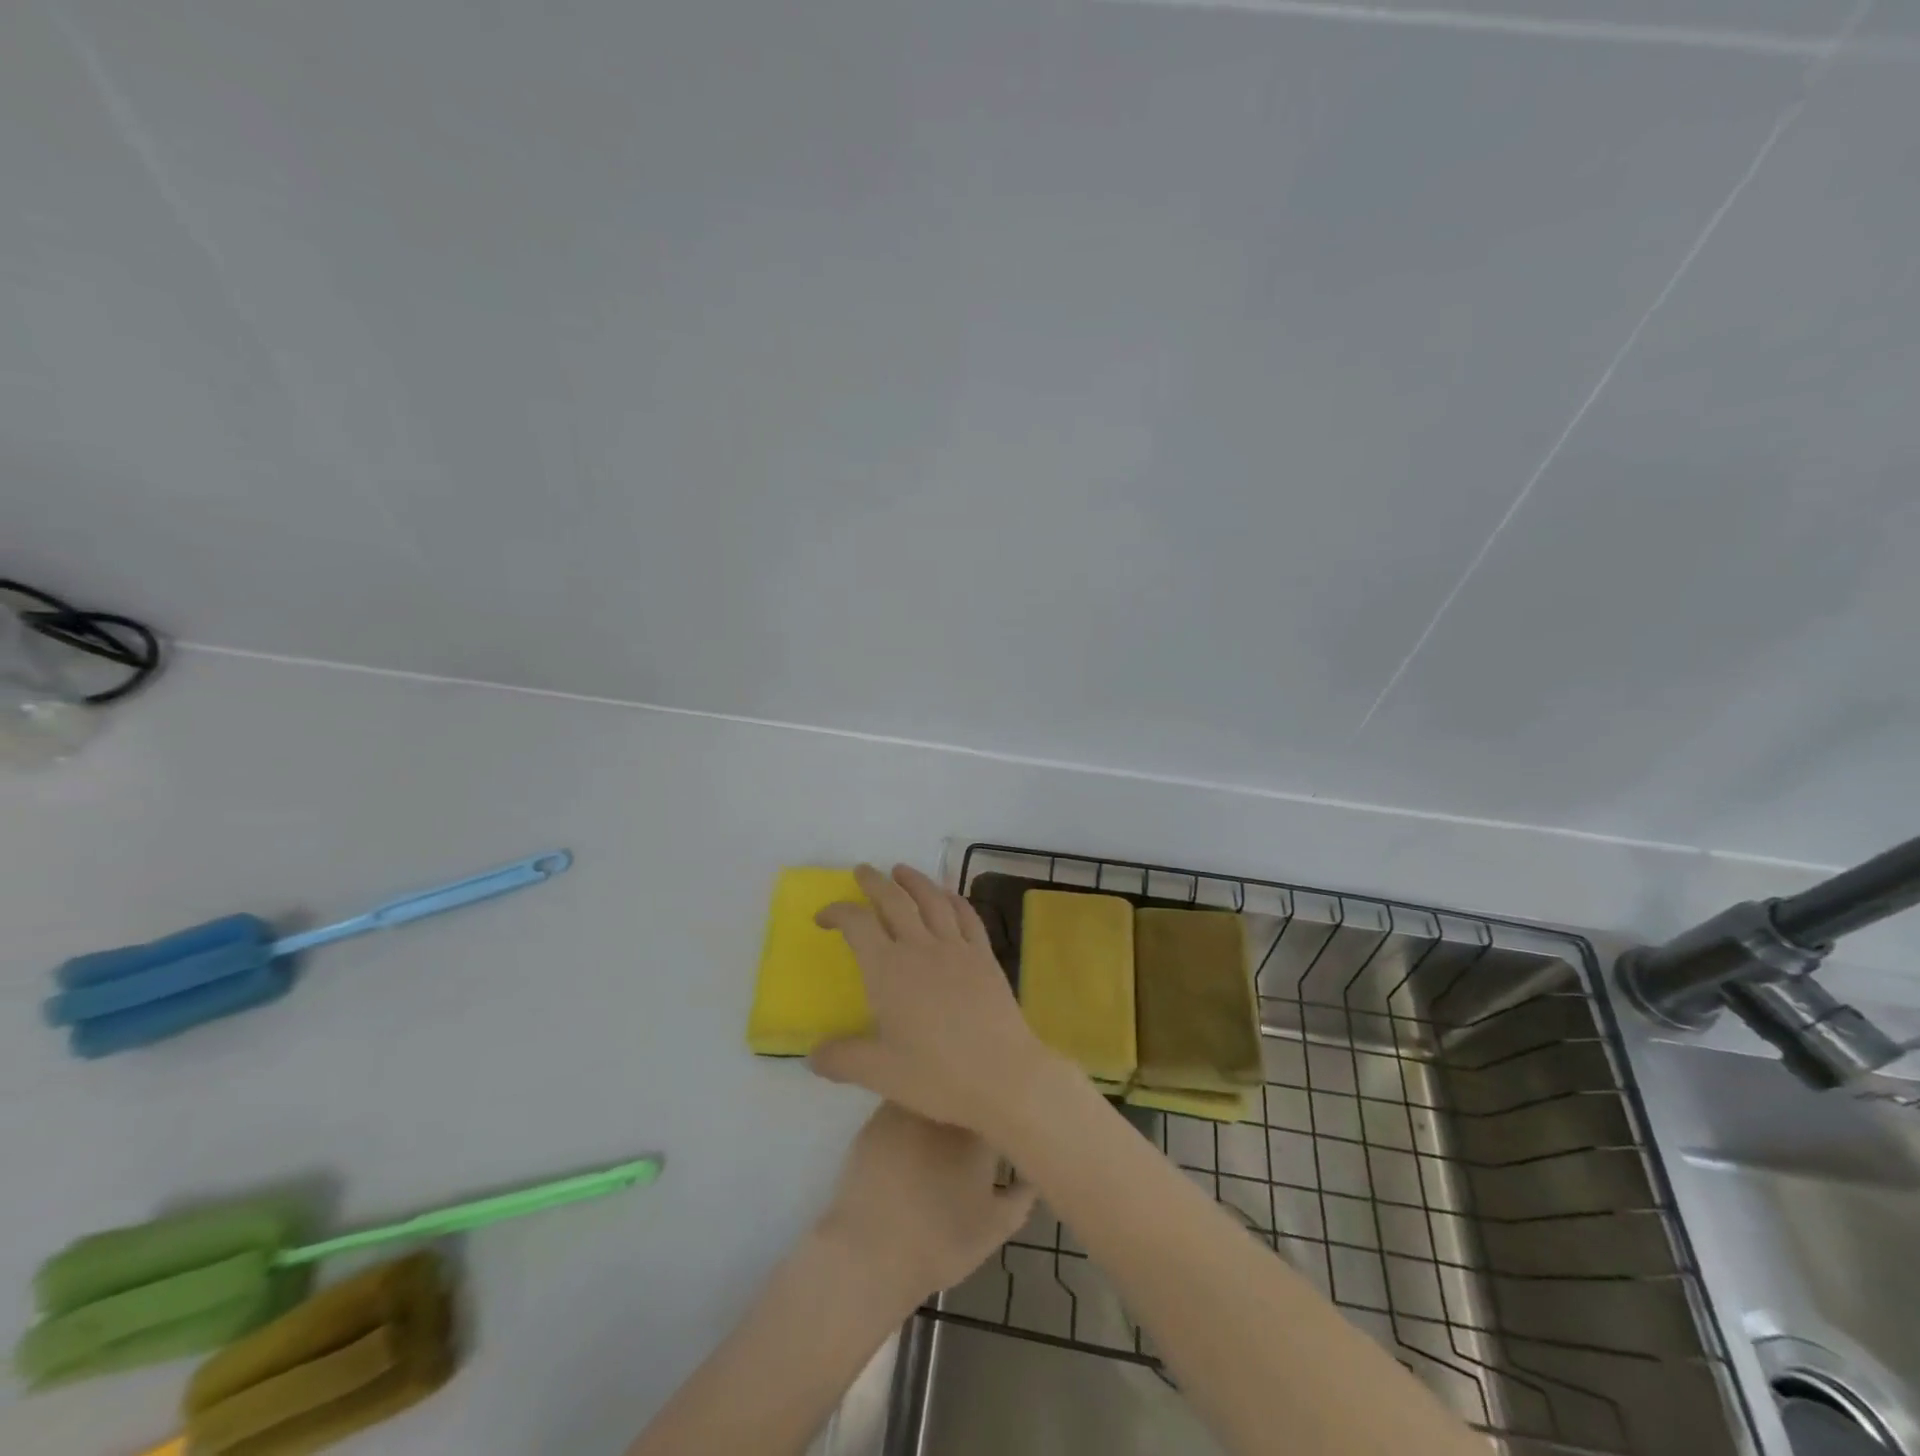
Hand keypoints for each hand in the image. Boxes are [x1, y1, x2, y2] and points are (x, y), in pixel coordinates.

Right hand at [811, 863, 1063, 1135]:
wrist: (1003, 1075)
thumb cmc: (937, 1075)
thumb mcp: (879, 1073)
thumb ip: (842, 1059)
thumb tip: (813, 1054)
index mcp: (888, 970)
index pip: (857, 924)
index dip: (837, 912)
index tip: (823, 916)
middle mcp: (920, 947)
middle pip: (894, 900)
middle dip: (874, 882)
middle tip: (863, 871)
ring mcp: (956, 947)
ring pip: (932, 899)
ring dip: (914, 880)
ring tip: (901, 870)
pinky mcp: (984, 955)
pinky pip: (967, 915)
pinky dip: (954, 898)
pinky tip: (949, 895)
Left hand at [819, 1102, 1036, 1300]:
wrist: (871, 1254)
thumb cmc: (942, 1242)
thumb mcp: (997, 1227)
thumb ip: (1023, 1194)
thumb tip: (1034, 1170)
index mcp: (978, 1127)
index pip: (998, 1101)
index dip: (1002, 1109)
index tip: (1004, 1121)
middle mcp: (943, 1105)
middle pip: (963, 1089)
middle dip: (971, 1102)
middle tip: (973, 1127)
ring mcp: (906, 1107)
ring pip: (930, 1091)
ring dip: (939, 1103)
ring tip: (941, 1130)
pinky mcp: (875, 1118)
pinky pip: (901, 1104)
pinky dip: (910, 1115)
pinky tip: (910, 1140)